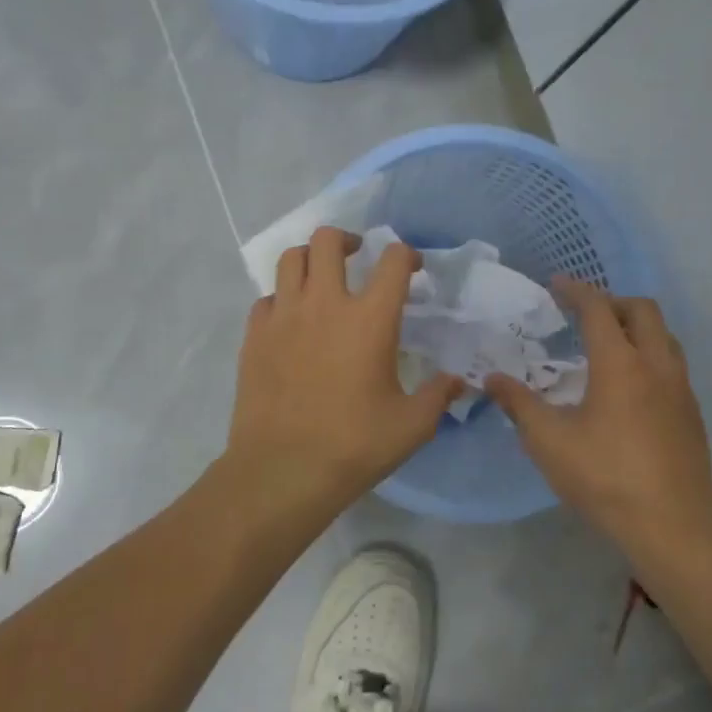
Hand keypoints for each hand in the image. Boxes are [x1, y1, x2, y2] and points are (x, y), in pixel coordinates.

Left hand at [223, 226, 461, 527]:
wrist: (282, 471)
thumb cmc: (354, 446)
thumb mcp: (412, 426)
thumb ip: (439, 395)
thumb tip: (457, 382)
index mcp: (370, 319)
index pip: (393, 262)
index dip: (407, 255)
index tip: (412, 268)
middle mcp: (325, 304)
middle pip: (328, 240)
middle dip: (348, 240)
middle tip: (358, 256)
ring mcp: (284, 316)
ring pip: (291, 259)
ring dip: (311, 259)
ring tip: (321, 278)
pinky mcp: (254, 335)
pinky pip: (267, 298)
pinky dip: (283, 299)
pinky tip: (292, 321)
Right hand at [487, 281, 711, 546]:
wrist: (673, 526)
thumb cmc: (604, 478)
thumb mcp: (549, 442)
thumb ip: (519, 404)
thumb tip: (491, 379)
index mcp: (620, 364)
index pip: (598, 309)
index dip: (576, 291)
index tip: (556, 284)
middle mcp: (657, 365)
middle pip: (642, 310)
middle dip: (612, 302)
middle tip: (584, 315)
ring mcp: (681, 389)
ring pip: (665, 336)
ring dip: (637, 328)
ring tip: (609, 347)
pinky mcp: (692, 414)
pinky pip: (673, 366)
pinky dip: (650, 356)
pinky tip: (630, 389)